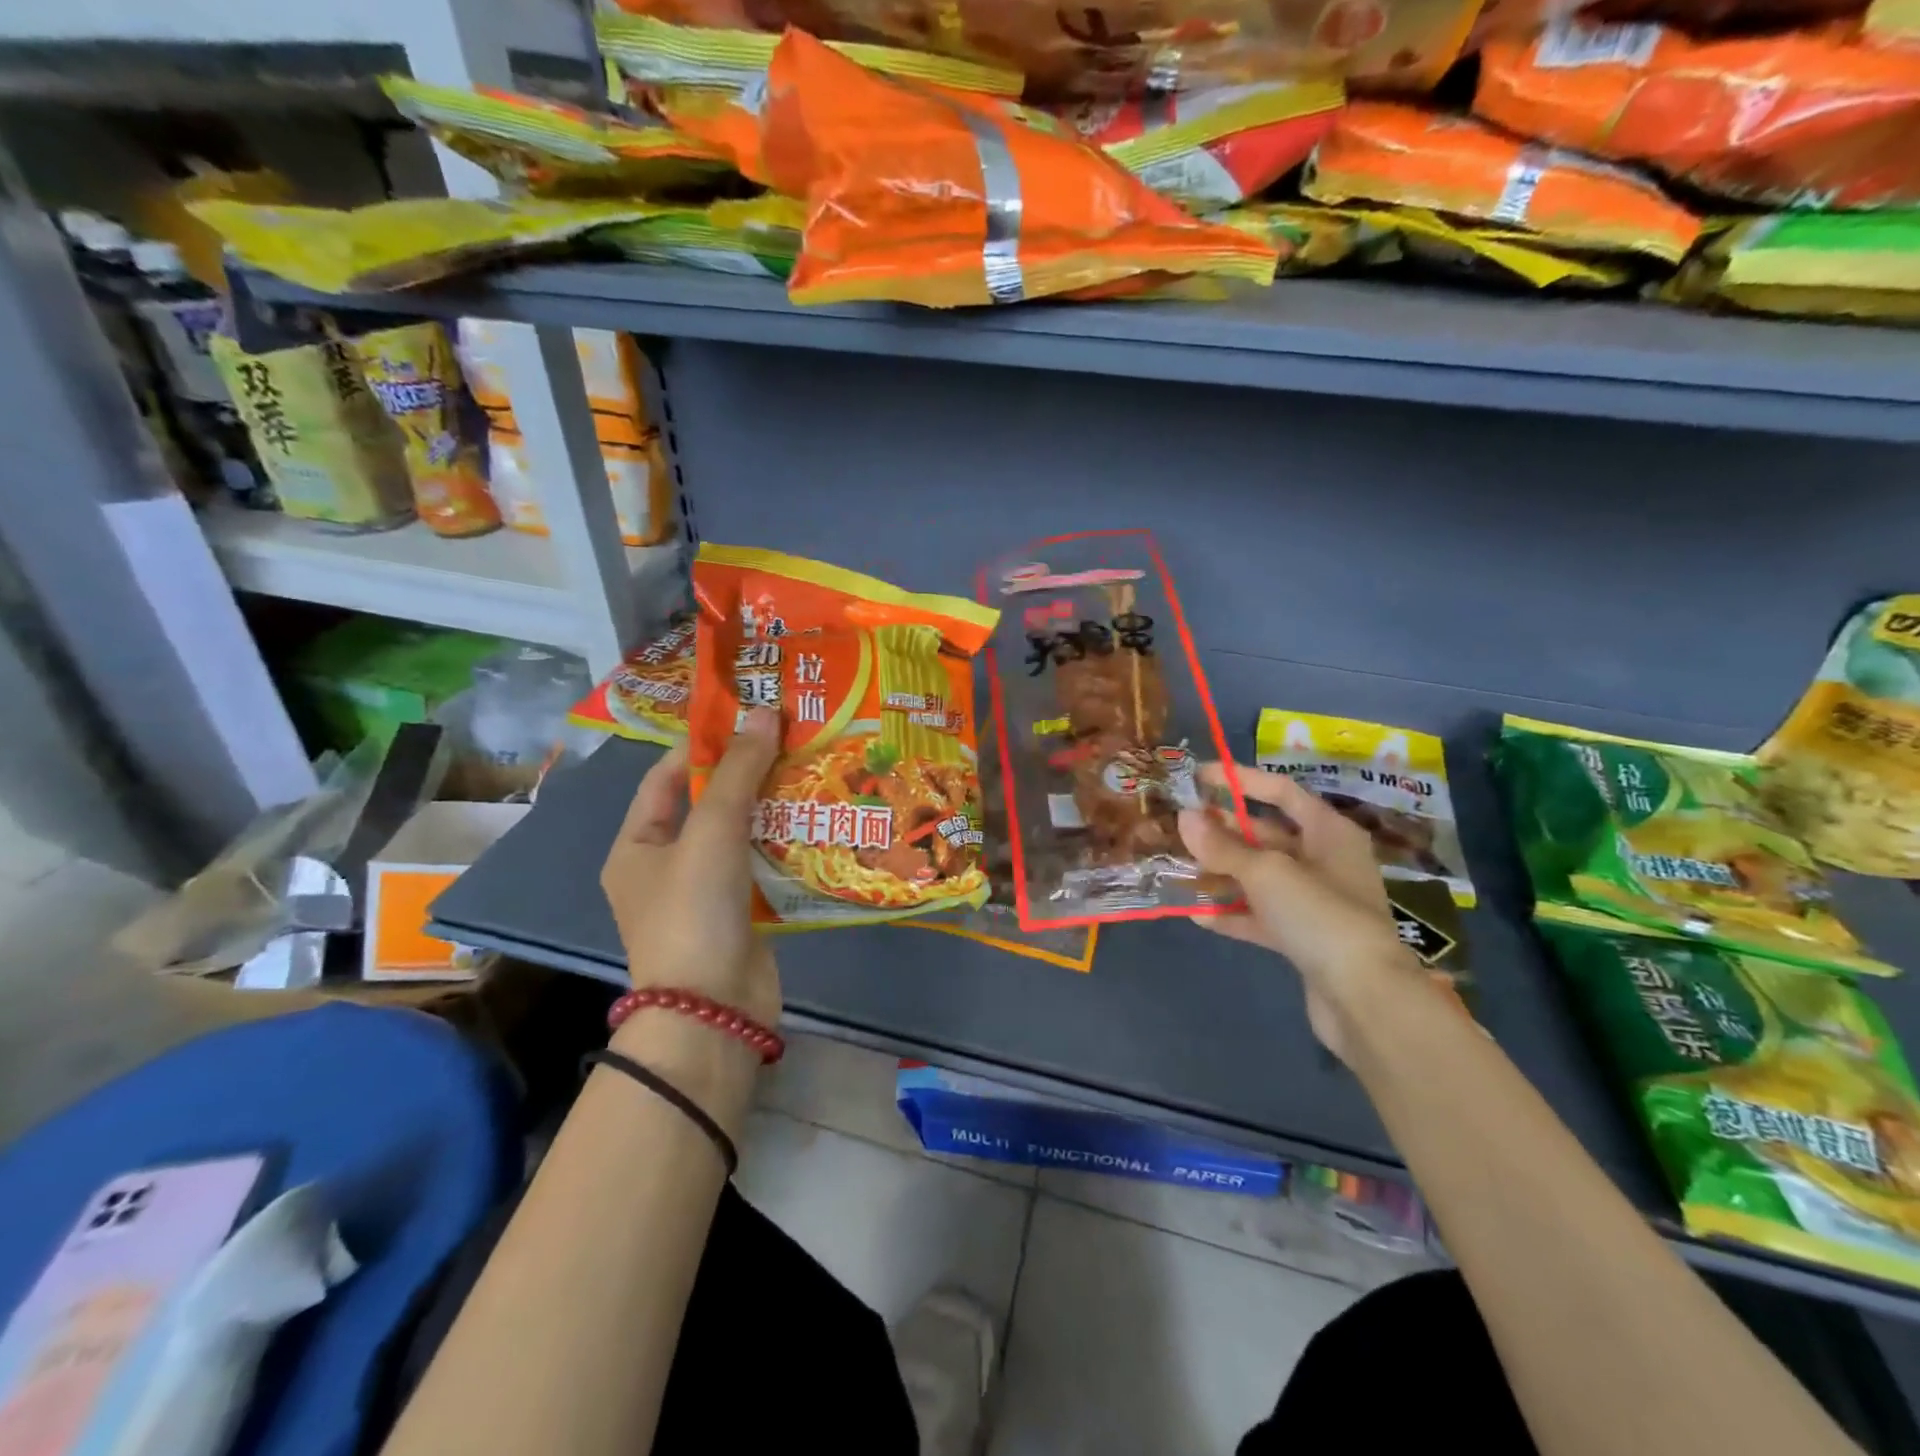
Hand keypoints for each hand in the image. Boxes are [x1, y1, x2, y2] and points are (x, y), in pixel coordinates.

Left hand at [600, 707, 782, 1030]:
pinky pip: (762, 866)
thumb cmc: (694, 912)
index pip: (667, 778)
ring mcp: (705, 893)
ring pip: (740, 836)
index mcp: (637, 846)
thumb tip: (767, 713)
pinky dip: (784, 844)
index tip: (748, 718)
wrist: (714, 1011)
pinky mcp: (740, 914)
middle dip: (747, 774)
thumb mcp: (711, 832)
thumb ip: (740, 773)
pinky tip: (817, 822)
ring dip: (771, 808)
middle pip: (708, 805)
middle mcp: (666, 867)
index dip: (704, 745)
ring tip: (812, 771)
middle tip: (791, 740)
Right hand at [1178, 764, 1427, 1061]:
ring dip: (1223, 873)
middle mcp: (1325, 861)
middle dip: (1224, 831)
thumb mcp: (1265, 872)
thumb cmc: (1320, 915)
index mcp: (1329, 832)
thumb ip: (1223, 846)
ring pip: (1260, 877)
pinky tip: (1197, 915)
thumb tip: (1185, 818)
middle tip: (1180, 826)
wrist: (1365, 999)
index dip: (1240, 780)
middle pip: (1267, 835)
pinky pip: (1261, 915)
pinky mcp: (1304, 938)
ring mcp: (1316, 902)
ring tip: (1180, 868)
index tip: (1198, 776)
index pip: (1281, 792)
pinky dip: (1232, 913)